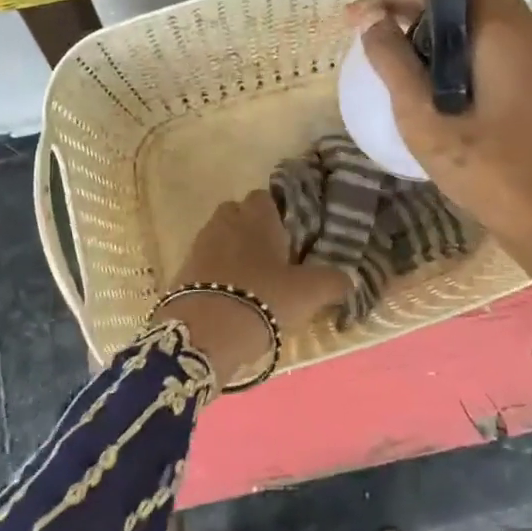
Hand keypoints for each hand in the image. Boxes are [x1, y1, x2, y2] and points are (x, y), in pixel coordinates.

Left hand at [158, 190, 349, 387]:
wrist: (205, 332)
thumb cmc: (263, 298)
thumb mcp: (309, 293)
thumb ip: (332, 281)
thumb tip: (349, 279)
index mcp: (256, 217)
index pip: (264, 198)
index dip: (276, 215)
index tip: (289, 238)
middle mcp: (225, 222)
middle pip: (237, 215)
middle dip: (251, 231)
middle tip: (270, 259)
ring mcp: (199, 245)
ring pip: (220, 238)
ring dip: (232, 253)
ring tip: (251, 282)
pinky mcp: (182, 271)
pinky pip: (204, 264)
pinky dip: (215, 275)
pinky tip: (229, 299)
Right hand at [346, 0, 531, 261]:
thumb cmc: (491, 171)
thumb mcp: (424, 118)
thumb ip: (392, 62)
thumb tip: (370, 21)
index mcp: (499, 24)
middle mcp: (516, 26)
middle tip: (356, 19)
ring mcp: (522, 51)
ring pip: (463, 11)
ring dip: (415, 19)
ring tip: (369, 44)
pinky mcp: (520, 74)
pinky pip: (474, 38)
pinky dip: (436, 42)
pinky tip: (405, 68)